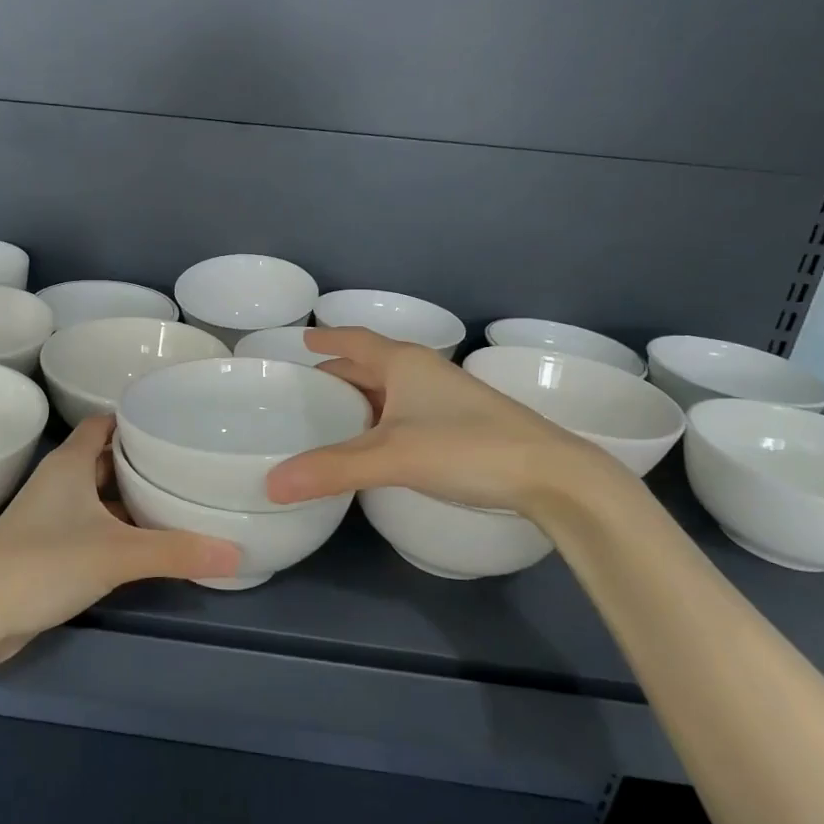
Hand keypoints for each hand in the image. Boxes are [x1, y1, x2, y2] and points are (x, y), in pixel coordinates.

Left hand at [0, 415, 240, 669]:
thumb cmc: (43, 564)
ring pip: (100, 494)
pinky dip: (119, 527)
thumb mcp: (116, 554)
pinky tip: (149, 541)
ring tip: (179, 498)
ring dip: (132, 496)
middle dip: (143, 460)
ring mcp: (51, 515)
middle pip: (107, 458)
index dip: (136, 420)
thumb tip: (237, 552)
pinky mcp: (49, 547)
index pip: (105, 423)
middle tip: (189, 463)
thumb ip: (176, 552)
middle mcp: (60, 481)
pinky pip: (93, 524)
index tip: (176, 425)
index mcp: (70, 464)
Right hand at [265, 327, 632, 513]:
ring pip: (390, 389)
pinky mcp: (460, 423)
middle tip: (303, 390)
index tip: (300, 340)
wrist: (552, 474)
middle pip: (370, 364)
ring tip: (330, 417)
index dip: (326, 339)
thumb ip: (331, 469)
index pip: (353, 340)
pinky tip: (374, 444)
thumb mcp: (392, 457)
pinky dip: (381, 419)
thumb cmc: (466, 447)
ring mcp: (445, 397)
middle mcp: (423, 372)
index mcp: (403, 362)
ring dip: (360, 398)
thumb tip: (271, 484)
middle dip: (337, 373)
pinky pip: (406, 411)